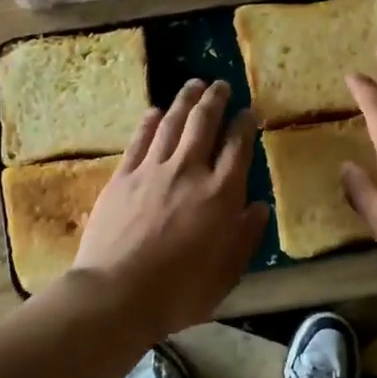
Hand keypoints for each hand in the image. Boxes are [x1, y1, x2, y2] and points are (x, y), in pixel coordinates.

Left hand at [73, 78, 267, 337]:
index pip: (238, 147)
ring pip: (172, 124)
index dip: (245, 125)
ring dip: (185, 100)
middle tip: (221, 84)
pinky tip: (156, 111)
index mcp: (220, 195)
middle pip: (204, 124)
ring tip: (194, 84)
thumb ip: (245, 237)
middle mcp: (189, 172)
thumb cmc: (179, 292)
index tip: (249, 111)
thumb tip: (259, 207)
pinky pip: (140, 140)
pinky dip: (150, 121)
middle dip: (216, 100)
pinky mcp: (123, 177)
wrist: (117, 293)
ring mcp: (152, 170)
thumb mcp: (226, 274)